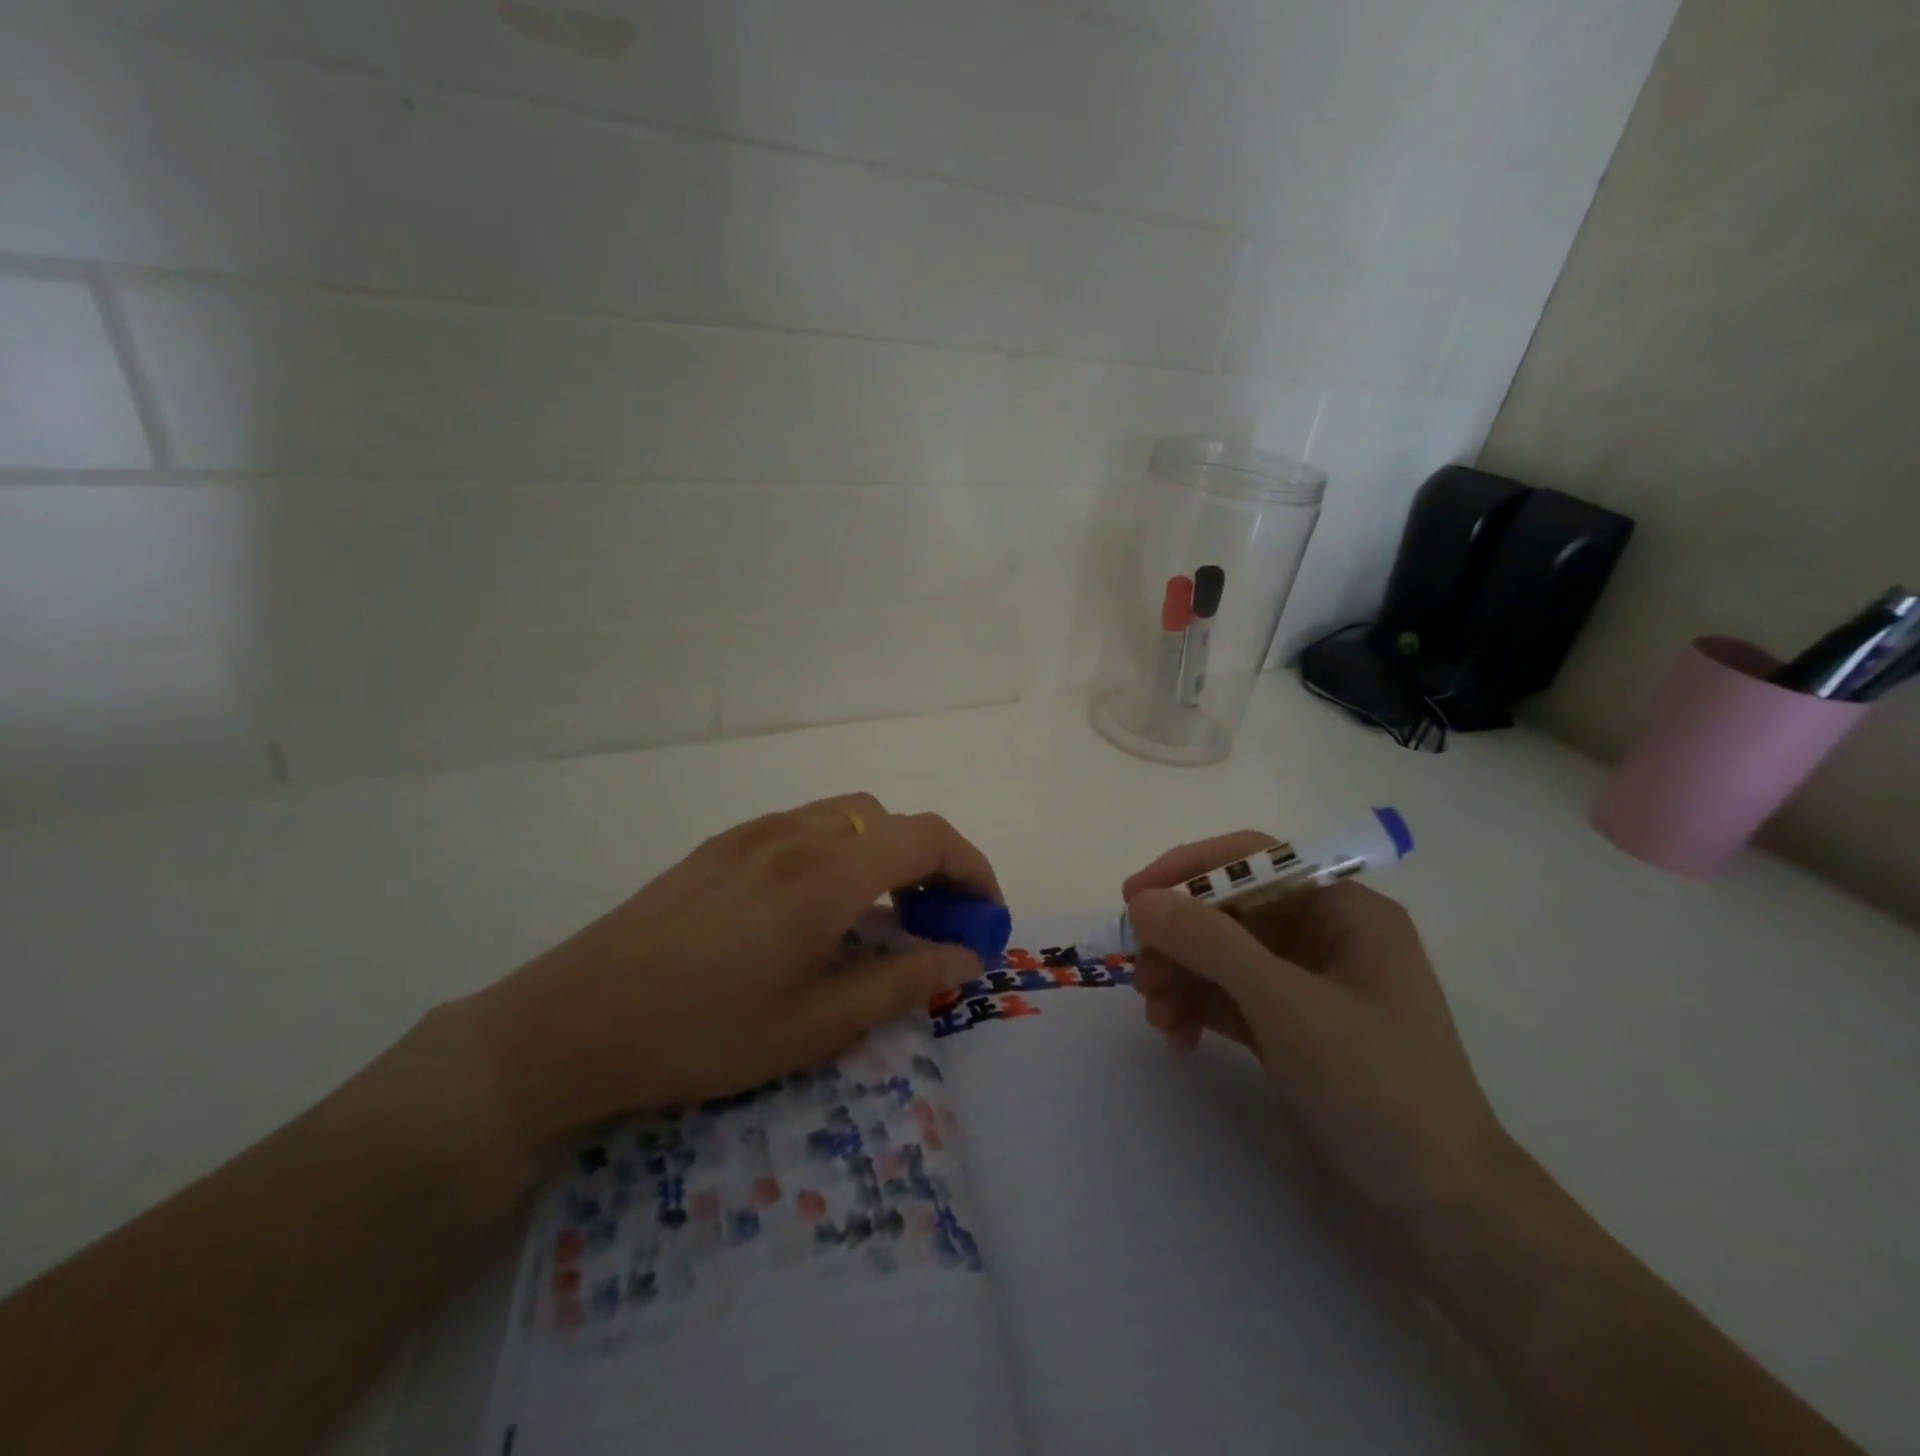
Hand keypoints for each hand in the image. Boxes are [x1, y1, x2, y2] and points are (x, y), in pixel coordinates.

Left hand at [458, 794, 997, 1147]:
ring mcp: (752, 834)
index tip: (986, 913)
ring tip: (880, 913)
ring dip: (884, 851)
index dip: (972, 868)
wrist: (572, 1024)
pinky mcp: (720, 845)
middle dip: (931, 861)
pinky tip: (816, 906)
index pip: (927, 838)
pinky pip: (804, 826)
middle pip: (890, 820)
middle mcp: (795, 835)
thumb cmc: (702, 1035)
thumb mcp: (815, 1026)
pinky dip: (840, 850)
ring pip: (847, 816)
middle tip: (935, 921)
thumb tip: (966, 956)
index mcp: (825, 876)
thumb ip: (902, 981)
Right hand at [1124, 833, 1518, 1261]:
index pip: (1253, 859)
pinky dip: (1197, 1009)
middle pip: (1229, 911)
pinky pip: (1228, 1000)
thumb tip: (1141, 901)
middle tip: (1140, 974)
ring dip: (1181, 977)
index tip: (1133, 898)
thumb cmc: (1376, 1087)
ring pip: (1222, 957)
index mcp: (1344, 910)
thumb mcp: (1286, 1005)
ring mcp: (1307, 987)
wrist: (1442, 1215)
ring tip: (1155, 1016)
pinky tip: (1177, 1038)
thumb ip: (1210, 943)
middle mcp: (1325, 938)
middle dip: (1179, 939)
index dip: (1189, 871)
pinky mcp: (1292, 1032)